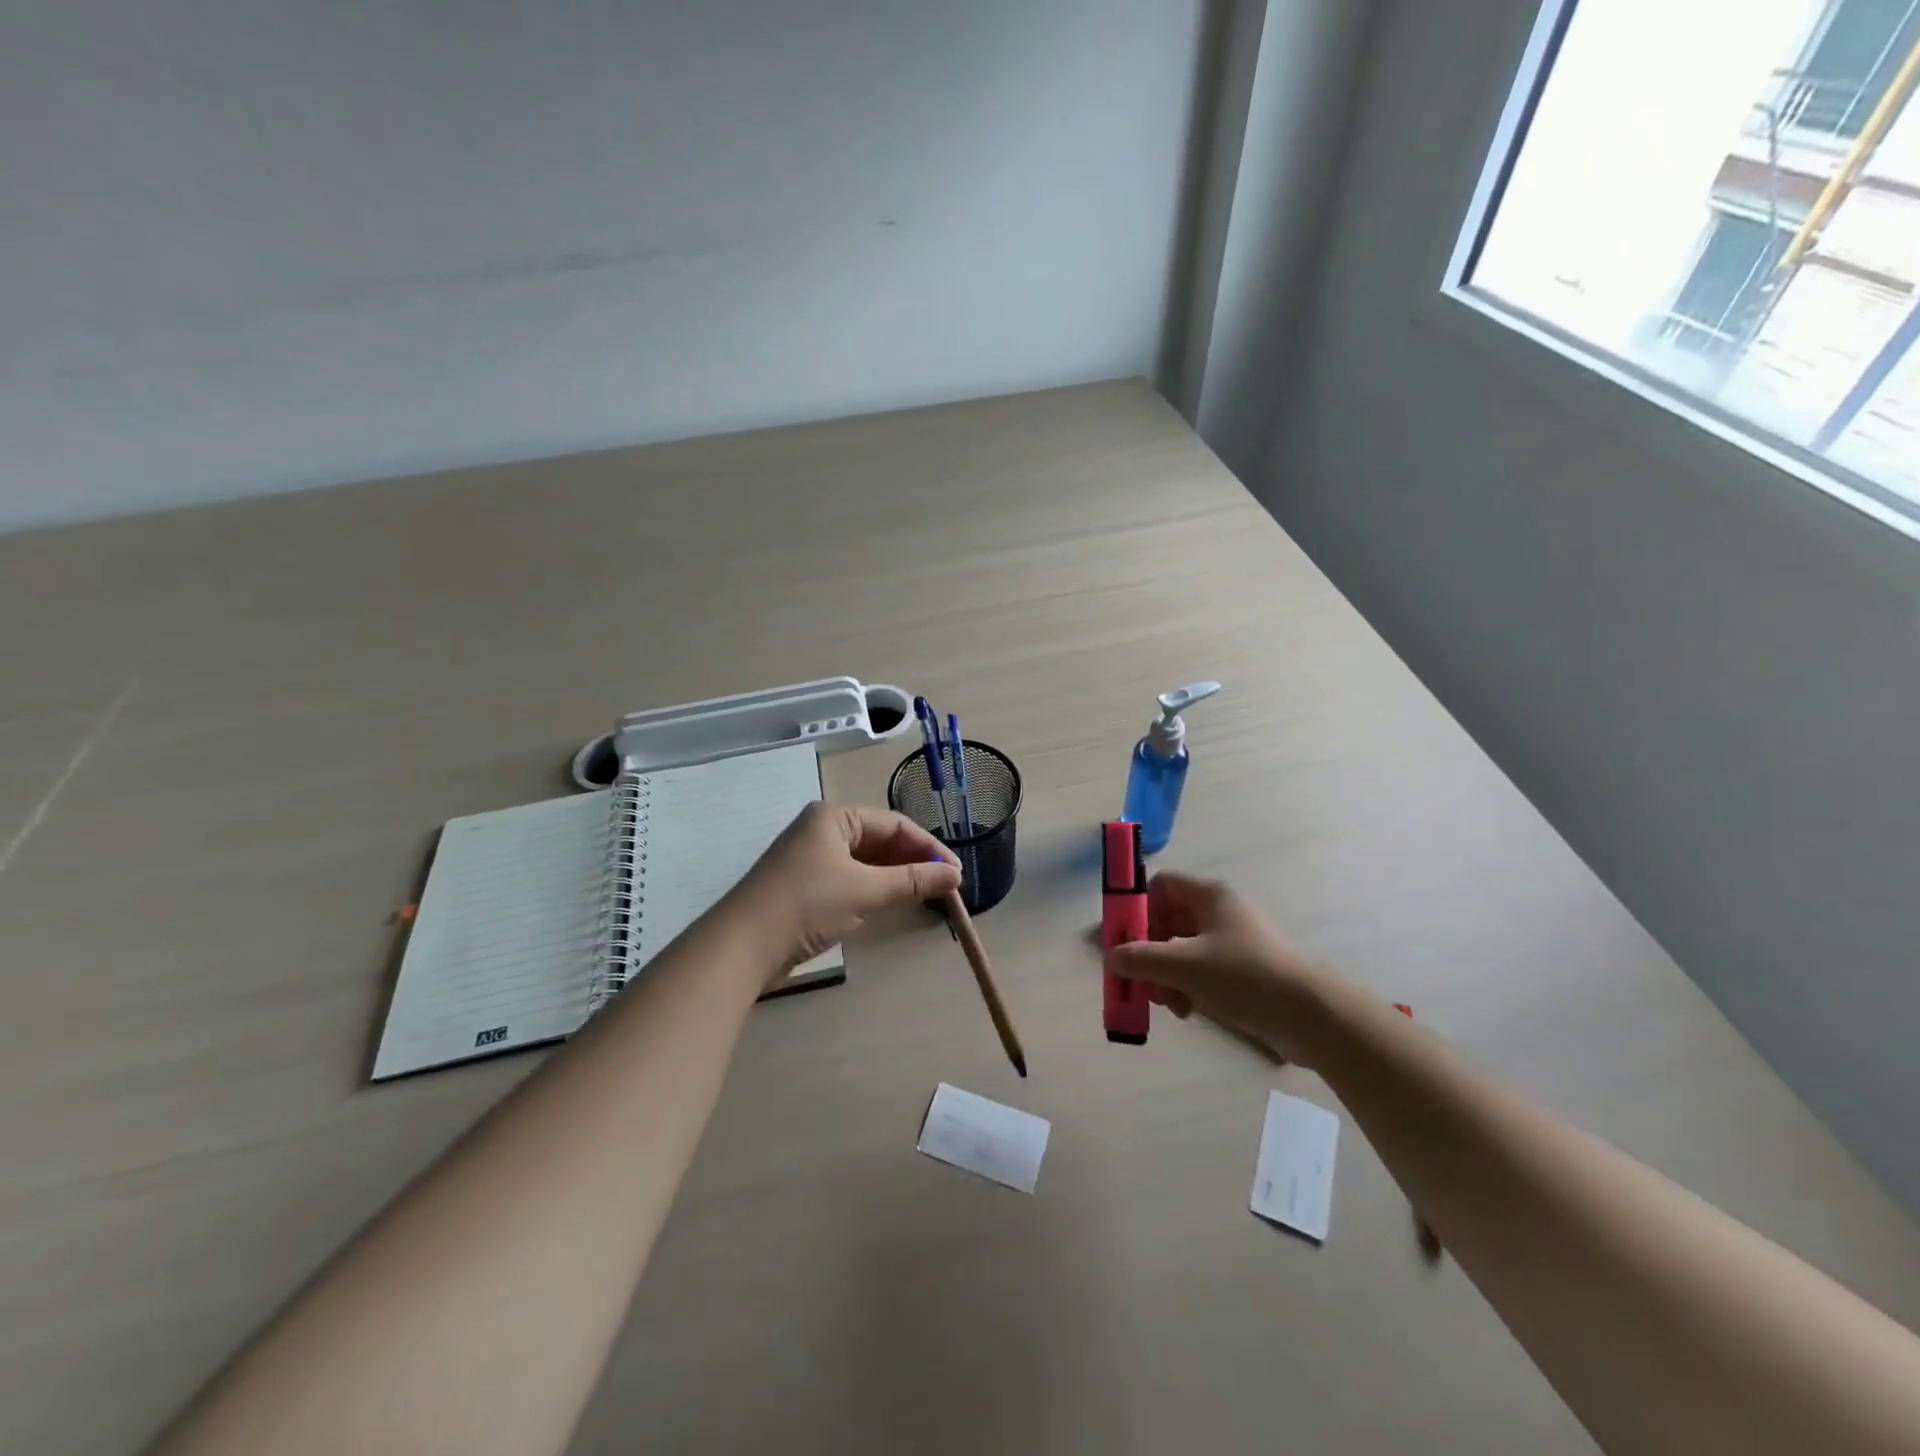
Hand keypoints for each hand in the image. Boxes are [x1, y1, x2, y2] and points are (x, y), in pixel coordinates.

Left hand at [735, 803, 961, 971]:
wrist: (742, 946)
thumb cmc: (806, 904)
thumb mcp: (865, 890)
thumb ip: (912, 881)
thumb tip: (955, 876)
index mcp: (834, 816)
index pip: (894, 824)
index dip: (928, 848)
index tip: (956, 874)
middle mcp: (822, 830)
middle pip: (880, 841)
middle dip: (913, 862)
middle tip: (945, 887)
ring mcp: (811, 858)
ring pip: (866, 862)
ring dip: (895, 877)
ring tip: (926, 895)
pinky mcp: (804, 886)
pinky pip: (850, 879)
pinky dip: (873, 889)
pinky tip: (891, 903)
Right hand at [1103, 872, 1340, 1065]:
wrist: (1313, 1016)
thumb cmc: (1245, 977)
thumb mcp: (1184, 966)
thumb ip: (1141, 958)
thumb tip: (1111, 956)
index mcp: (1209, 896)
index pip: (1160, 885)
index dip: (1137, 907)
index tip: (1122, 938)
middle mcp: (1219, 913)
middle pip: (1167, 921)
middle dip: (1148, 951)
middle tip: (1137, 978)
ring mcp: (1232, 943)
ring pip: (1181, 950)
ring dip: (1165, 974)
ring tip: (1166, 1002)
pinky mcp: (1242, 972)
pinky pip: (1201, 971)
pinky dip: (1187, 987)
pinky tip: (1186, 1010)